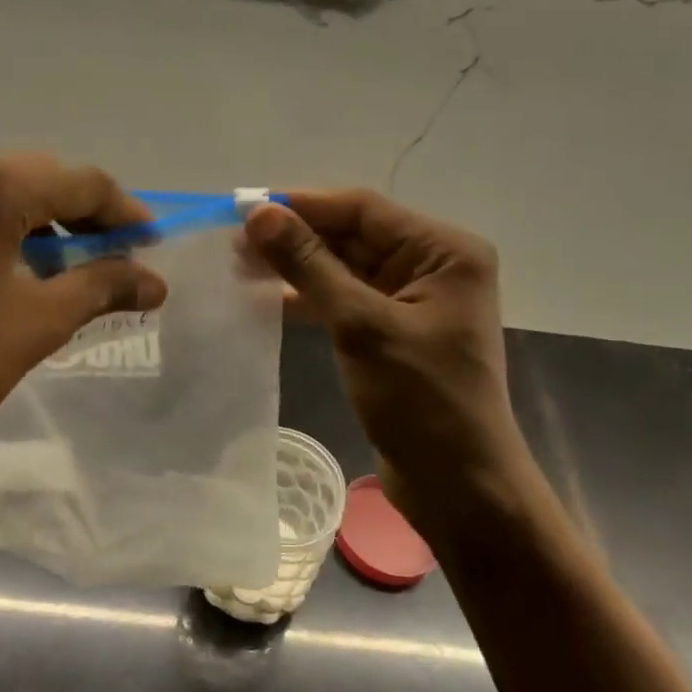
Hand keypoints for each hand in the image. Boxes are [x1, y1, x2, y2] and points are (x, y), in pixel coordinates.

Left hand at [0, 153, 167, 501]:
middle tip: (108, 257)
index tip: (151, 243)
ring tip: (51, 269)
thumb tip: (154, 281)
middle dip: (78, 216)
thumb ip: (103, 287)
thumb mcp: (38, 323)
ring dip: (29, 224)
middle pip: (32, 179)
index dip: (124, 213)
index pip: (81, 182)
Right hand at [244, 190, 541, 542]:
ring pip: (345, 269)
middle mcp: (432, 266)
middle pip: (353, 236)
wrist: (458, 486)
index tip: (245, 208)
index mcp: (444, 252)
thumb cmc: (421, 401)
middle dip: (296, 238)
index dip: (303, 205)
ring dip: (297, 267)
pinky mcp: (394, 332)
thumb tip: (260, 214)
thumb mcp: (361, 326)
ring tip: (240, 267)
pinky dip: (310, 298)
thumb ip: (310, 265)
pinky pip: (346, 300)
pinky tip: (268, 298)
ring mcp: (413, 301)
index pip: (363, 210)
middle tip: (234, 242)